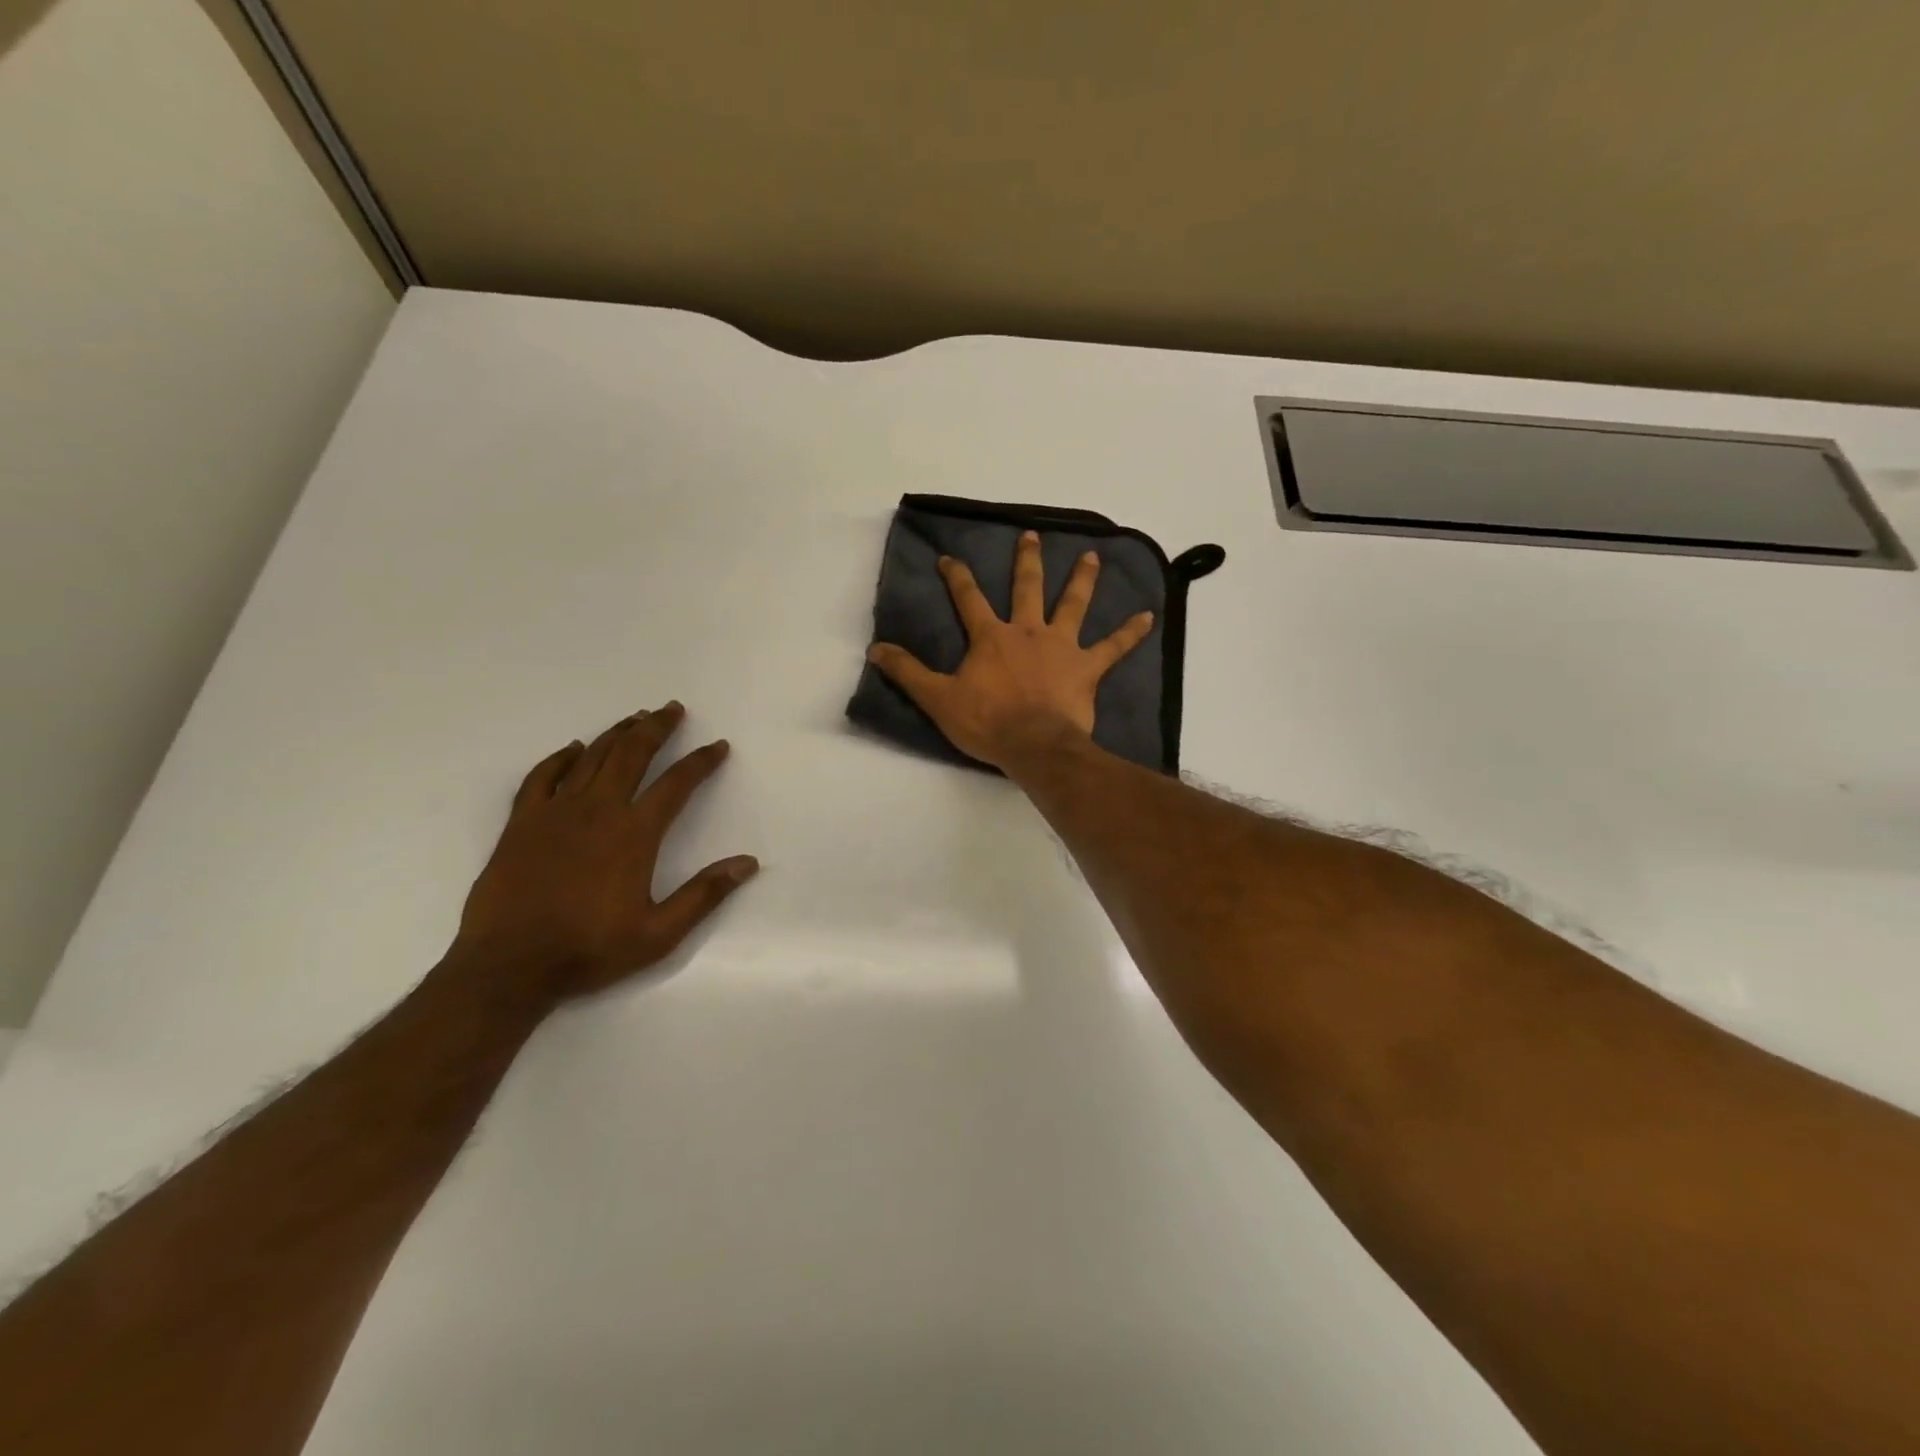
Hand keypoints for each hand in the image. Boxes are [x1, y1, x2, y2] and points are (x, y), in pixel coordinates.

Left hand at [450, 703, 757, 1004]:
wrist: (508, 967)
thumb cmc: (589, 950)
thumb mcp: (659, 934)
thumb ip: (704, 894)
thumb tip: (748, 863)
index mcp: (634, 835)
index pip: (676, 785)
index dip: (701, 762)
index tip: (718, 746)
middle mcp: (598, 811)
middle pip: (632, 755)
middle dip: (656, 728)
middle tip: (672, 709)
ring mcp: (555, 813)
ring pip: (591, 758)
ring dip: (616, 733)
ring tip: (636, 717)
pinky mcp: (522, 823)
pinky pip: (542, 777)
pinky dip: (560, 758)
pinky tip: (572, 748)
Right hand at [867, 530, 1153, 770]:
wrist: (1034, 745)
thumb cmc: (986, 722)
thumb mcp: (938, 699)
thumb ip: (908, 672)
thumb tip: (876, 649)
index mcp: (991, 637)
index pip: (969, 598)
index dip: (958, 576)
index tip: (950, 558)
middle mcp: (1028, 631)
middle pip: (1027, 588)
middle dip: (1027, 560)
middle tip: (1032, 536)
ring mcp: (1061, 647)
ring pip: (1073, 605)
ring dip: (1082, 580)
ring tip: (1092, 557)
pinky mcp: (1086, 668)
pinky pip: (1113, 647)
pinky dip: (1131, 633)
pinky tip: (1149, 617)